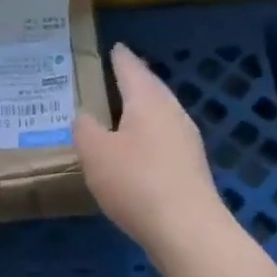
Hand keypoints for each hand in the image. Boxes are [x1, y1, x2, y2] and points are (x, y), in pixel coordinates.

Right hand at [74, 42, 227, 257]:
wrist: (186, 229)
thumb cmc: (135, 182)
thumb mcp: (95, 153)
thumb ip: (85, 129)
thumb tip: (86, 116)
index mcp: (148, 101)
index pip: (131, 69)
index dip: (120, 58)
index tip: (114, 47)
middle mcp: (172, 113)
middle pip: (151, 89)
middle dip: (133, 82)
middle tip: (115, 76)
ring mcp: (186, 140)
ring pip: (160, 114)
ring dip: (141, 111)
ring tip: (121, 112)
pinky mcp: (190, 167)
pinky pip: (164, 138)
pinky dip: (148, 135)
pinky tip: (137, 149)